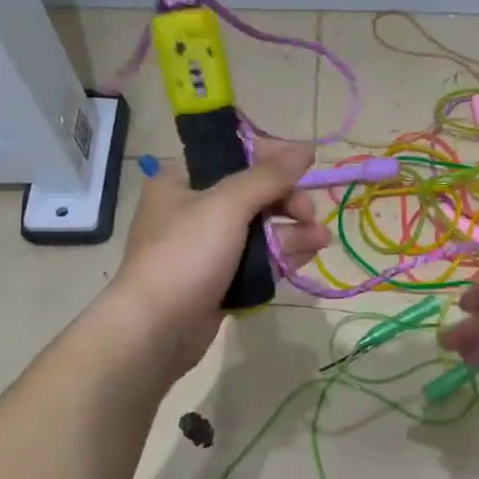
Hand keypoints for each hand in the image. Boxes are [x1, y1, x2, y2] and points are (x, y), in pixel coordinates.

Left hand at [109, 140, 330, 380]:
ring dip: (293, 230)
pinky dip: (282, 255)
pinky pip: (258, 259)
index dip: (273, 157)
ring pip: (260, 229)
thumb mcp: (226, 205)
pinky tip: (309, 256)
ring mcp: (207, 247)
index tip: (306, 165)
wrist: (156, 329)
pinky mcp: (220, 278)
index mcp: (183, 180)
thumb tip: (305, 148)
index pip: (234, 155)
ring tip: (322, 240)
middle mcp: (193, 208)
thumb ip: (268, 176)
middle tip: (309, 214)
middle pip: (253, 193)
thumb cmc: (186, 255)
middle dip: (288, 201)